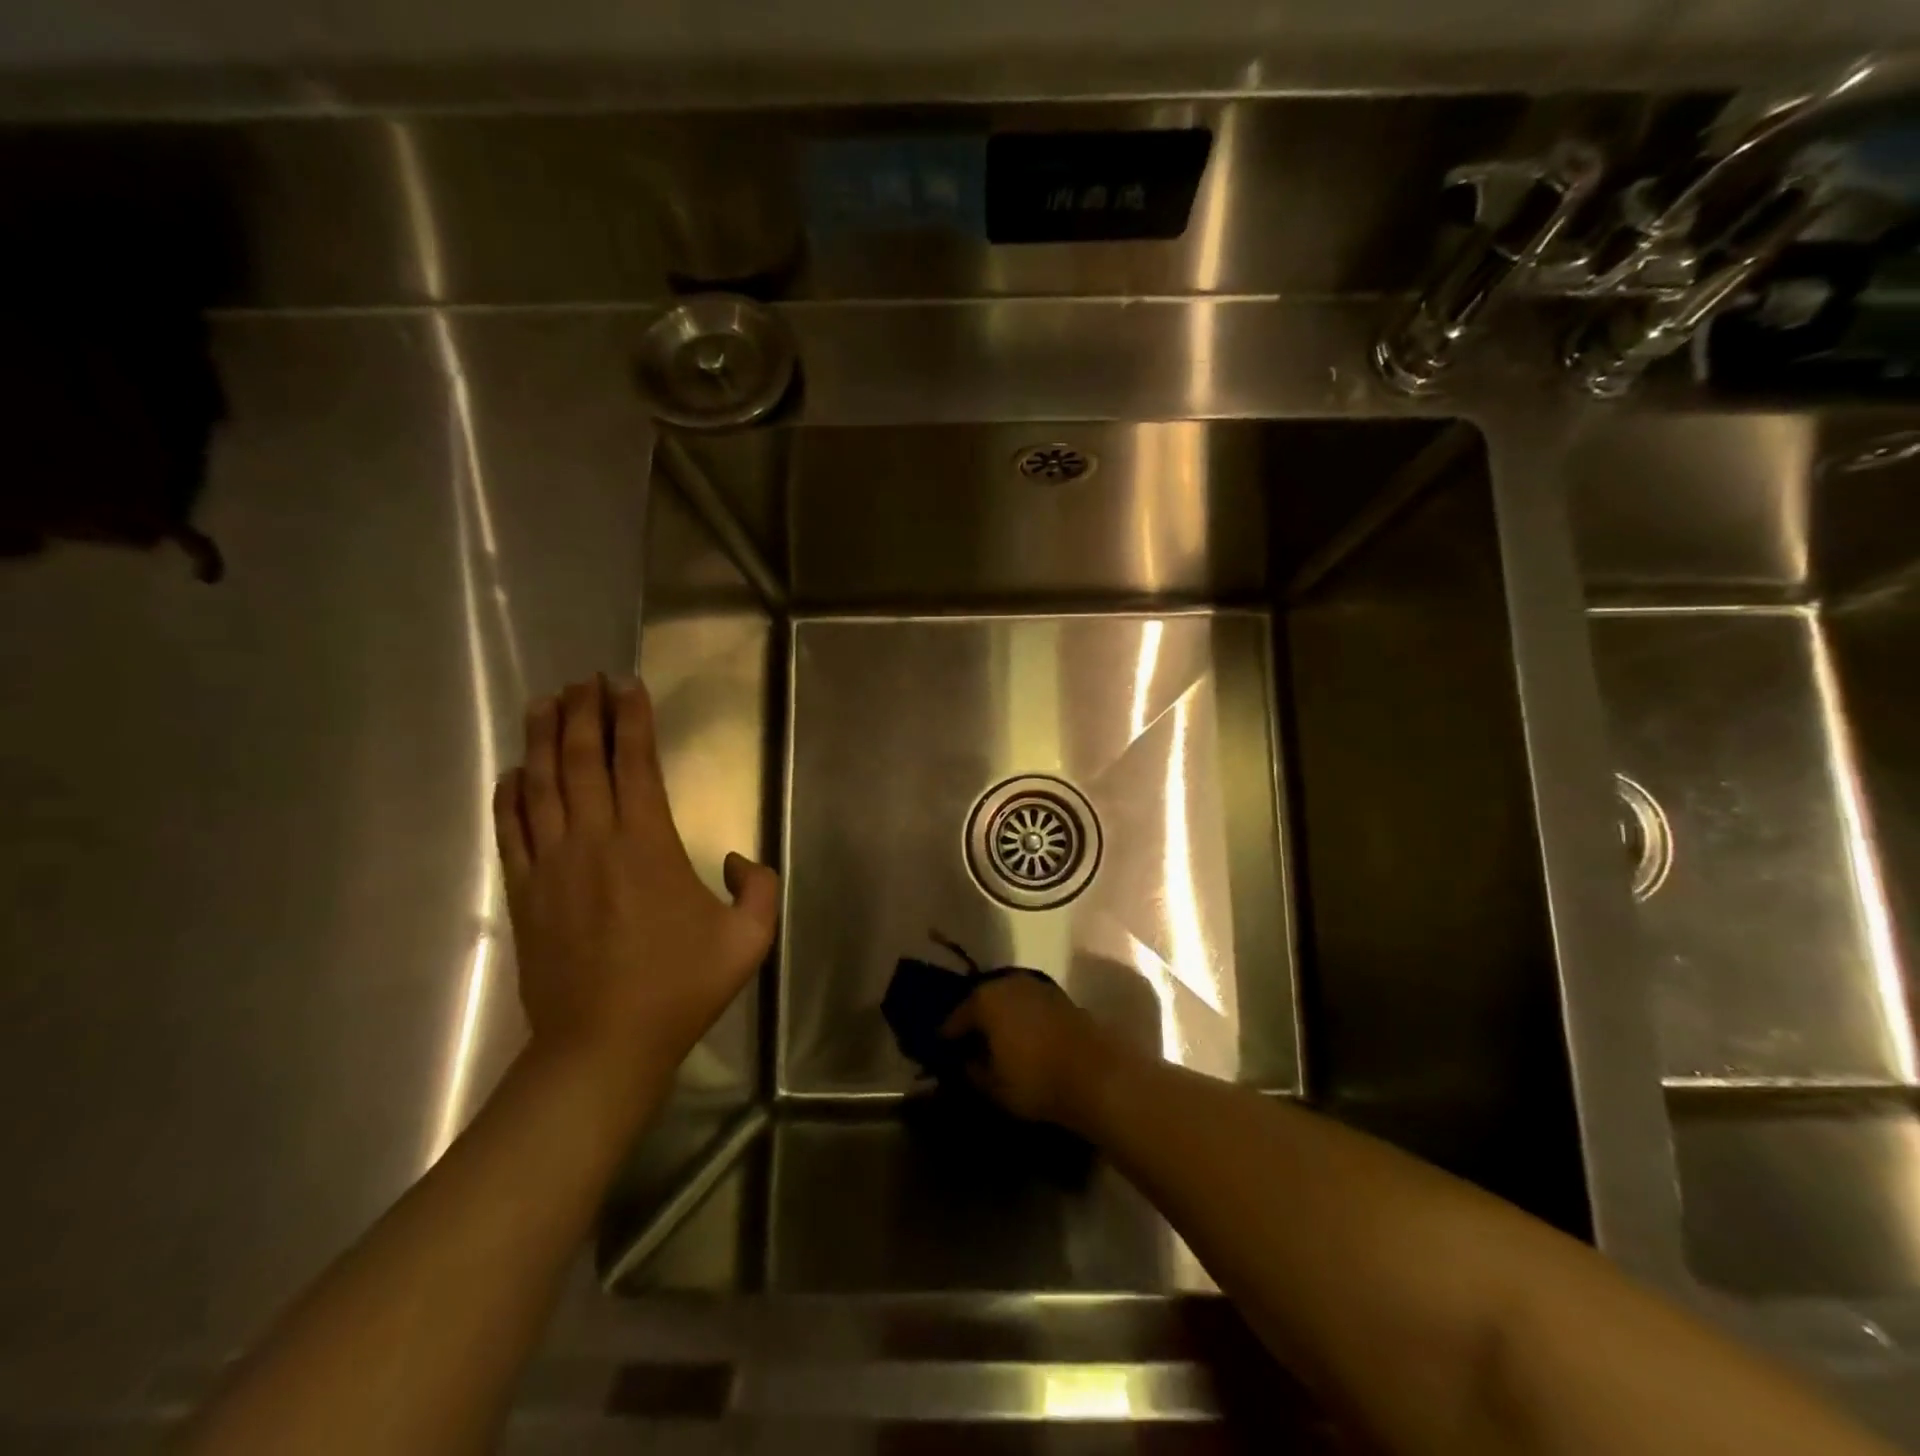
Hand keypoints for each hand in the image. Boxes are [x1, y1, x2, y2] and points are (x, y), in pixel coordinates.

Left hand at [493, 676, 778, 1094]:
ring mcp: (551, 865)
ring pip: (541, 785)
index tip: (627, 684)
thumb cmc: (680, 988)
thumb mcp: (749, 939)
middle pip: (582, 761)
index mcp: (647, 845)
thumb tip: (735, 859)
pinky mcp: (525, 892)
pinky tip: (514, 771)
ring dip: (543, 739)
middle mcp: (594, 841)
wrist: (602, 1045)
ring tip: (545, 702)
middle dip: (584, 713)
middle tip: (583, 679)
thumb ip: (758, 887)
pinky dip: (510, 793)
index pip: (637, 764)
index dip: (632, 719)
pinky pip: (511, 829)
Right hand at [940, 973, 1119, 1130]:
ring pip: (1008, 999)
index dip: (947, 1037)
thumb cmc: (1035, 1080)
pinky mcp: (1060, 996)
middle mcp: (1008, 982)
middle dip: (975, 1021)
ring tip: (997, 1041)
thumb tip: (964, 1061)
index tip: (942, 1052)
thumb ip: (971, 1070)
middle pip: (982, 1001)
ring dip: (1000, 1017)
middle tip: (969, 1044)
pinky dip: (1023, 1018)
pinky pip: (1029, 1005)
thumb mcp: (993, 1086)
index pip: (956, 1018)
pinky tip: (1024, 1038)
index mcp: (985, 1000)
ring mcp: (1037, 986)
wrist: (1096, 1074)